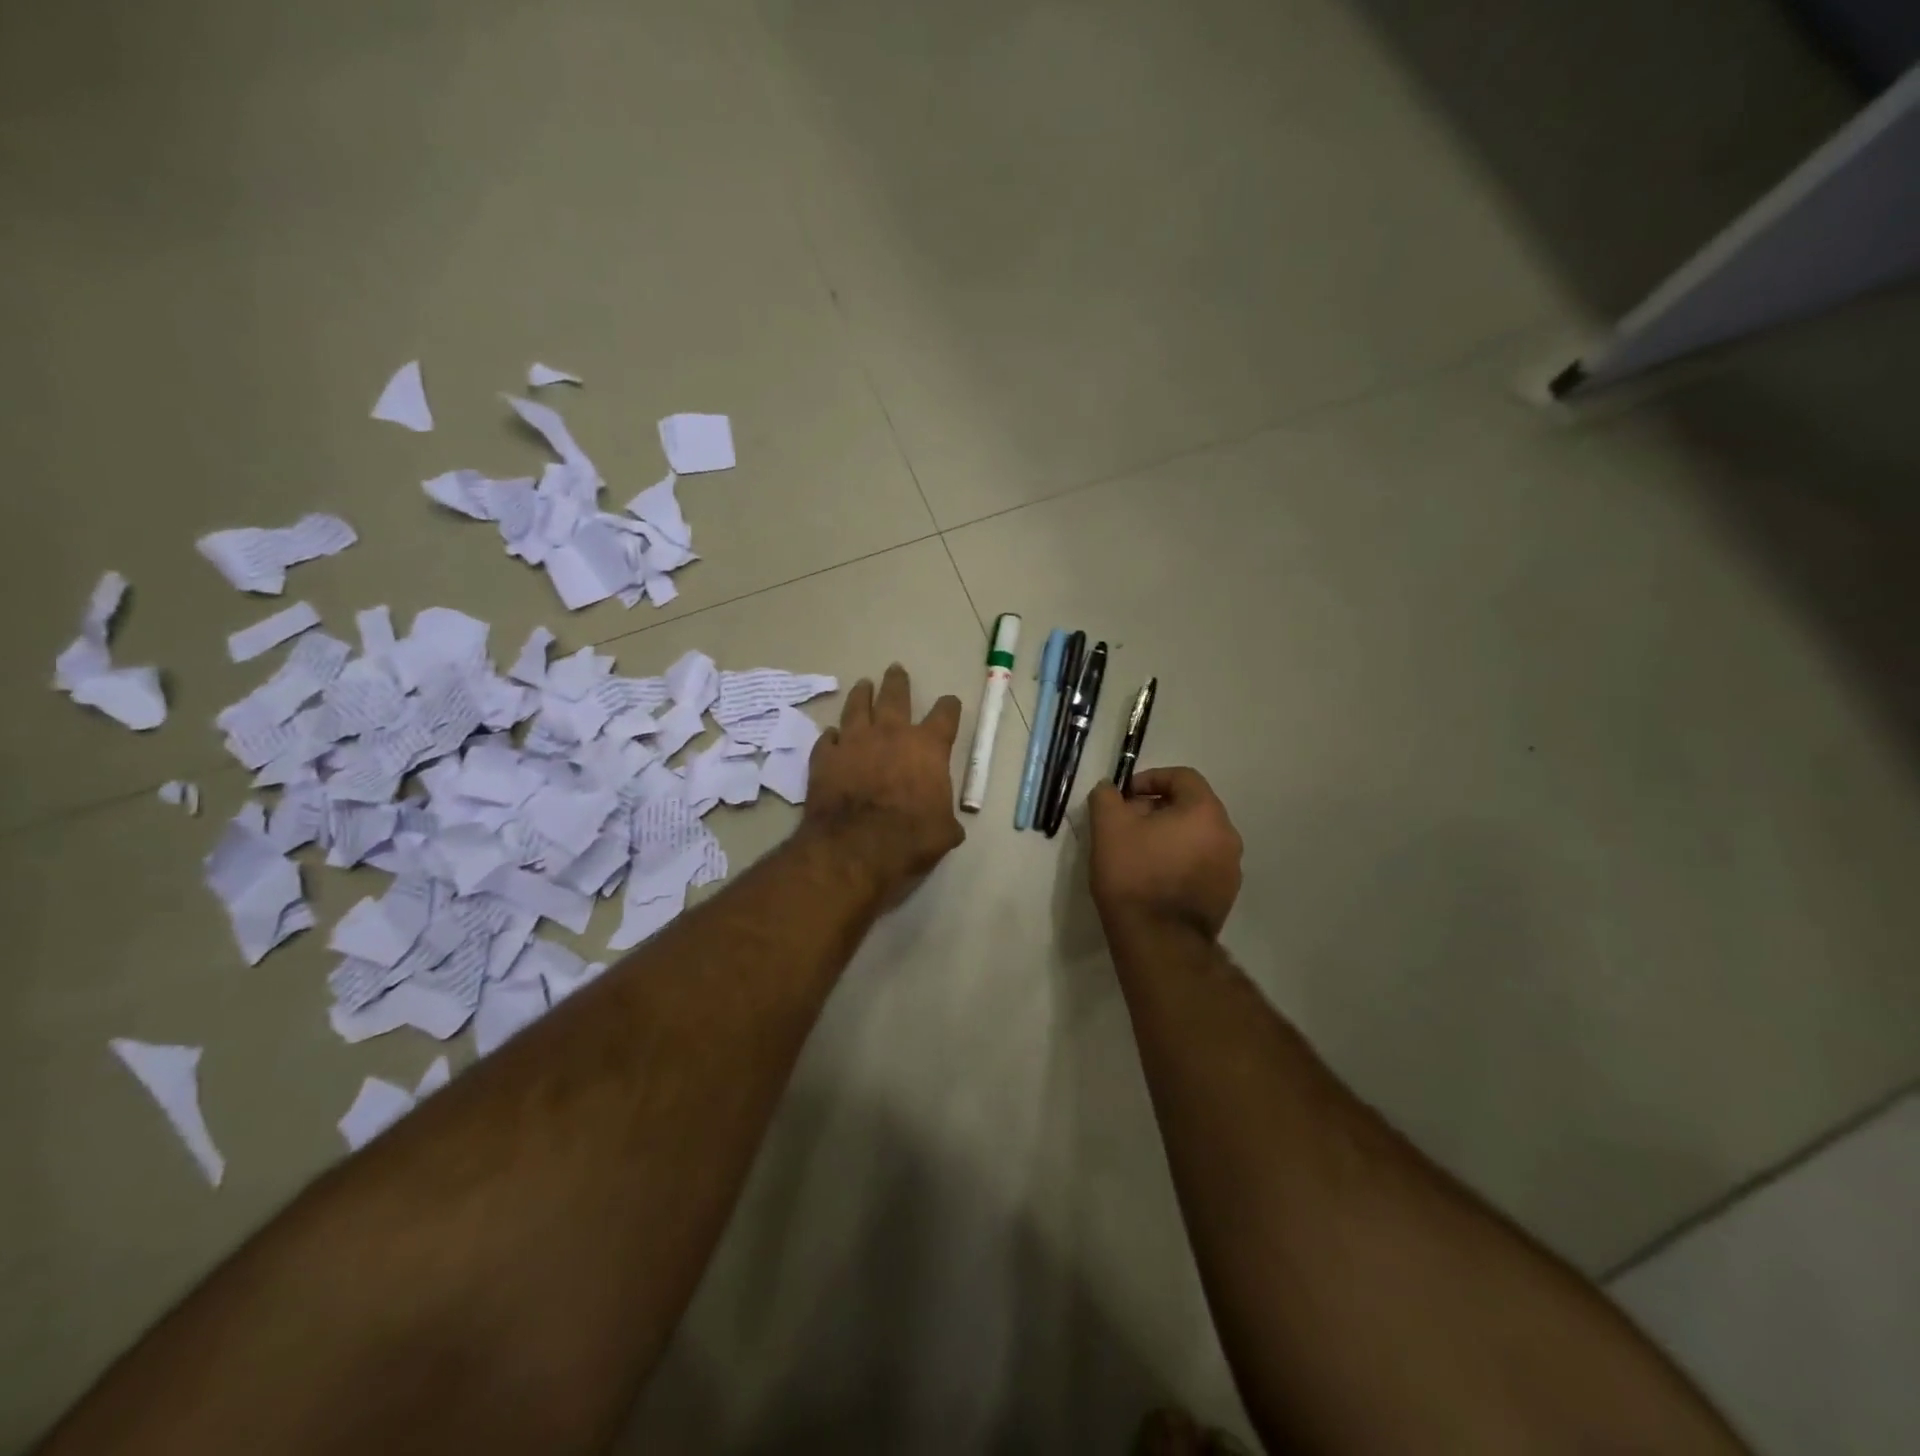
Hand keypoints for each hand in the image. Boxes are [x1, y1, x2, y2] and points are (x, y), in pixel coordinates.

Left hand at [804, 664, 964, 897]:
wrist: (855, 847)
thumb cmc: (910, 837)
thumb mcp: (944, 832)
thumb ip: (946, 820)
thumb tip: (949, 826)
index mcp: (928, 747)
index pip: (945, 715)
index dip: (949, 707)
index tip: (949, 703)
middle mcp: (891, 734)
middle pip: (895, 696)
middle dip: (897, 682)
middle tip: (895, 669)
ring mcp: (854, 741)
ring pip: (857, 706)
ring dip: (861, 694)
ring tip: (863, 684)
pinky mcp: (825, 757)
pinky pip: (828, 739)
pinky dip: (832, 736)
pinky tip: (831, 735)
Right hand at [1088, 767, 1242, 938]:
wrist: (1158, 940)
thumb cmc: (1134, 875)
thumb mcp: (1108, 827)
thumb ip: (1106, 796)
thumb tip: (1110, 789)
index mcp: (1205, 812)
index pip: (1182, 777)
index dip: (1150, 779)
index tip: (1125, 796)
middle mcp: (1227, 835)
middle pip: (1191, 807)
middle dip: (1157, 808)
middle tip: (1127, 824)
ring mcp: (1231, 868)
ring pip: (1197, 837)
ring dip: (1169, 836)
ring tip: (1138, 853)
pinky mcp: (1225, 896)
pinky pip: (1201, 864)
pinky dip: (1180, 861)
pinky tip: (1154, 878)